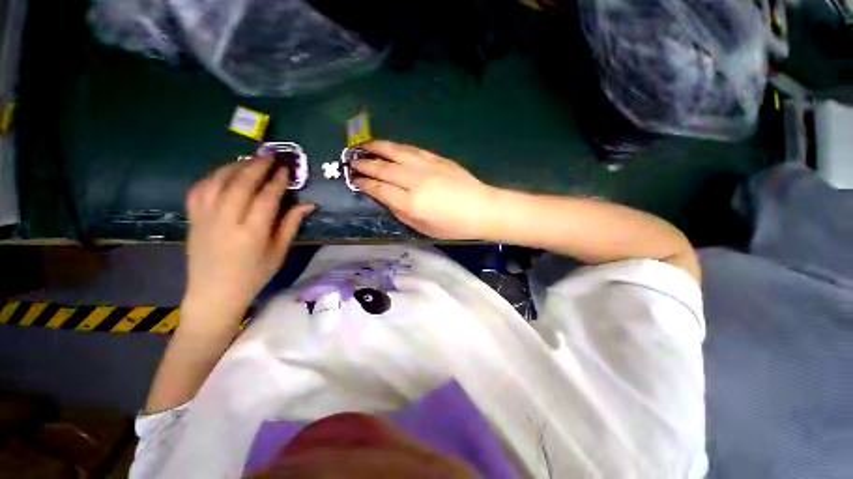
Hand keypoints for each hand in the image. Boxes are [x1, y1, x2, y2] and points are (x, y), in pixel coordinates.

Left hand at [182, 157, 315, 326]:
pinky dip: (212, 176)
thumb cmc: (253, 275)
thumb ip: (291, 225)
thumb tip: (309, 205)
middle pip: (241, 184)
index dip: (278, 181)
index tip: (287, 170)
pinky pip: (199, 189)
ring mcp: (205, 218)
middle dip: (257, 167)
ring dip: (235, 167)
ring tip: (249, 161)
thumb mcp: (279, 252)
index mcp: (252, 233)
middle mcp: (226, 221)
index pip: (266, 198)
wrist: (214, 293)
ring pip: (217, 182)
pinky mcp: (192, 219)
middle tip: (270, 156)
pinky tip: (224, 174)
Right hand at [352, 141, 497, 239]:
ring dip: (377, 148)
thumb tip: (385, 198)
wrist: (481, 209)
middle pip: (384, 168)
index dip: (365, 184)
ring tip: (364, 145)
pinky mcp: (437, 159)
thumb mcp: (423, 228)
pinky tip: (391, 146)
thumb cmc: (452, 226)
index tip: (355, 180)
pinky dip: (398, 147)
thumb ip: (400, 213)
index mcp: (411, 202)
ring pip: (395, 153)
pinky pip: (412, 150)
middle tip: (353, 162)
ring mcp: (426, 166)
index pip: (380, 189)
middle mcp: (415, 180)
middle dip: (365, 164)